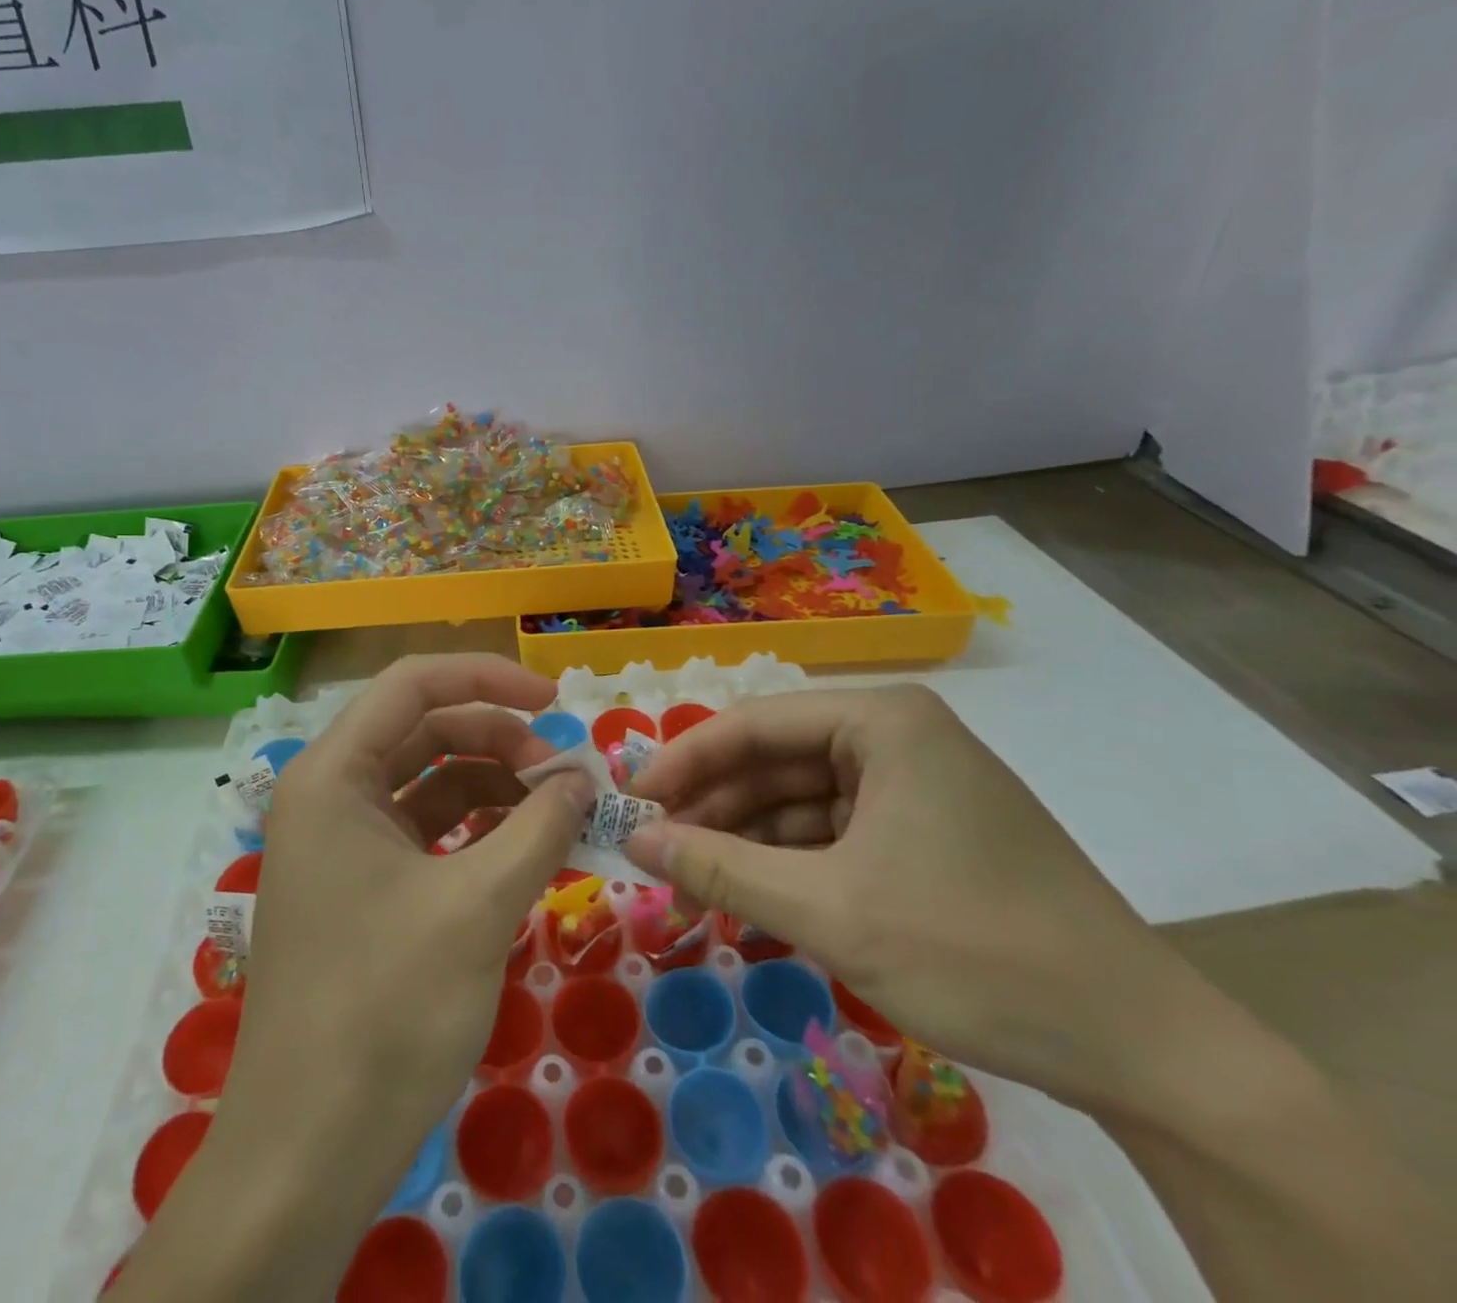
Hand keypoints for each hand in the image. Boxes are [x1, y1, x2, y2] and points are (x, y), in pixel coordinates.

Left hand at [122, 656, 593, 1302]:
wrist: (308, 1152)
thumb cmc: (385, 1010)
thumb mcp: (478, 907)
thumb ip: (539, 828)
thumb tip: (583, 779)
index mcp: (334, 774)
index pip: (413, 683)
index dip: (489, 678)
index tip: (556, 702)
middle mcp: (330, 793)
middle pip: (425, 730)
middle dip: (499, 740)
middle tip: (565, 778)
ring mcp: (343, 842)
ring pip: (430, 782)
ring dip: (494, 787)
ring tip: (558, 815)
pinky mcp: (362, 886)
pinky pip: (427, 832)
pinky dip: (478, 831)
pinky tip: (526, 850)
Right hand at [624, 684, 1211, 1113]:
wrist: (1143, 1049)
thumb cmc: (974, 952)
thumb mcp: (827, 910)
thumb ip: (718, 869)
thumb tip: (632, 840)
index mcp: (882, 723)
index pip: (752, 725)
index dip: (683, 762)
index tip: (630, 803)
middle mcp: (898, 737)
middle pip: (776, 760)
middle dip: (714, 808)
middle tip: (654, 852)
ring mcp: (917, 785)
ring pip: (802, 801)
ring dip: (747, 842)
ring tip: (694, 885)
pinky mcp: (929, 832)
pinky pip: (837, 833)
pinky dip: (791, 864)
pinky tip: (753, 899)